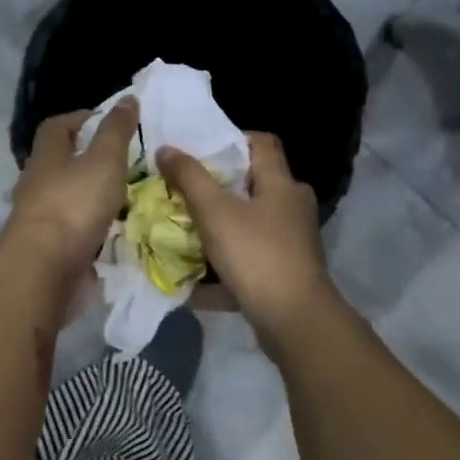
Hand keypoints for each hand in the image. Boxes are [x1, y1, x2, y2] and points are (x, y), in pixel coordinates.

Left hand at [2, 100, 138, 277]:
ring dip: (88, 194)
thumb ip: (116, 131)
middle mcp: (36, 183)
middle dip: (86, 159)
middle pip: (58, 162)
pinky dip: (89, 225)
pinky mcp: (46, 246)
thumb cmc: (74, 204)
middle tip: (121, 161)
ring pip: (65, 196)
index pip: (56, 126)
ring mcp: (38, 217)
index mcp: (46, 156)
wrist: (44, 267)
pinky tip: (110, 230)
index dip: (80, 118)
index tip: (106, 121)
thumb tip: (127, 98)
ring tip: (122, 197)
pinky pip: (70, 228)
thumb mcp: (104, 160)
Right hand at [157, 133, 338, 337]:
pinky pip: (247, 260)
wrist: (294, 320)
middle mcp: (292, 207)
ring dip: (217, 228)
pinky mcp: (283, 272)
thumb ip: (189, 178)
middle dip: (216, 188)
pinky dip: (222, 267)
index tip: (197, 149)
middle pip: (251, 185)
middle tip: (181, 191)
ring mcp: (290, 242)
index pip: (261, 142)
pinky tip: (194, 281)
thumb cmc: (256, 255)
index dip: (230, 139)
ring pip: (247, 225)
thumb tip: (166, 148)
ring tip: (182, 231)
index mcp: (282, 184)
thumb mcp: (215, 212)